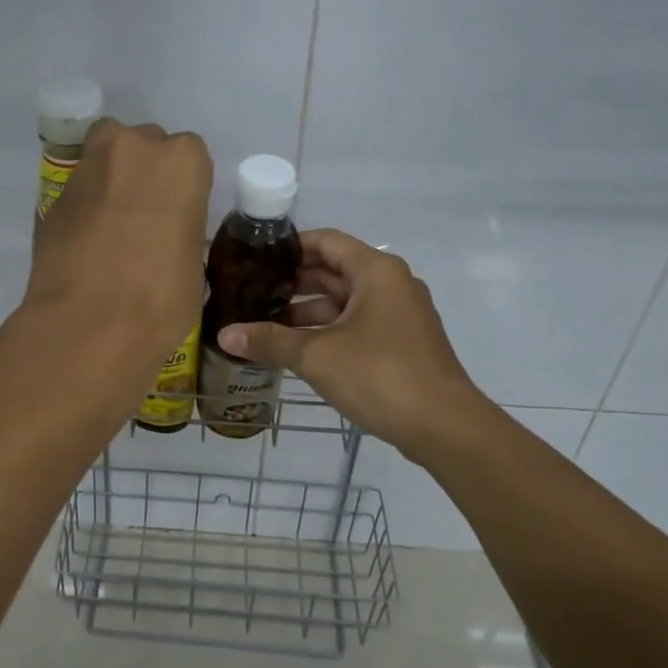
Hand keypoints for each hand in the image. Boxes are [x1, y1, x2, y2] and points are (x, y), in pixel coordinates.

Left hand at [24, 118, 212, 378]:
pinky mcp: (53, 196)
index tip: (177, 215)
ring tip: (112, 225)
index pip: (189, 155)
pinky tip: (86, 243)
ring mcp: (88, 167)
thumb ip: (179, 231)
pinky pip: (78, 191)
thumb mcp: (192, 264)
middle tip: (144, 218)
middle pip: (143, 145)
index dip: (182, 186)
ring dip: (111, 180)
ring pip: (104, 156)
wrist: (90, 325)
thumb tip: (163, 239)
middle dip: (144, 173)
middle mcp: (134, 147)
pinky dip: (84, 208)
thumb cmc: (161, 299)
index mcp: (183, 162)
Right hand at [215, 229, 479, 456]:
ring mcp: (401, 314)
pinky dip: (329, 329)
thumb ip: (269, 341)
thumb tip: (224, 334)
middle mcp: (392, 284)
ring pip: (346, 301)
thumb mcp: (316, 355)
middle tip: (252, 293)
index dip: (289, 248)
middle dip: (293, 283)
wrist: (444, 426)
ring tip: (266, 324)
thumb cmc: (379, 374)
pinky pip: (359, 323)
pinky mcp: (403, 342)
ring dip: (308, 311)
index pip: (326, 241)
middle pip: (335, 270)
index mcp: (375, 271)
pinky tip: (298, 348)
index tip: (255, 260)